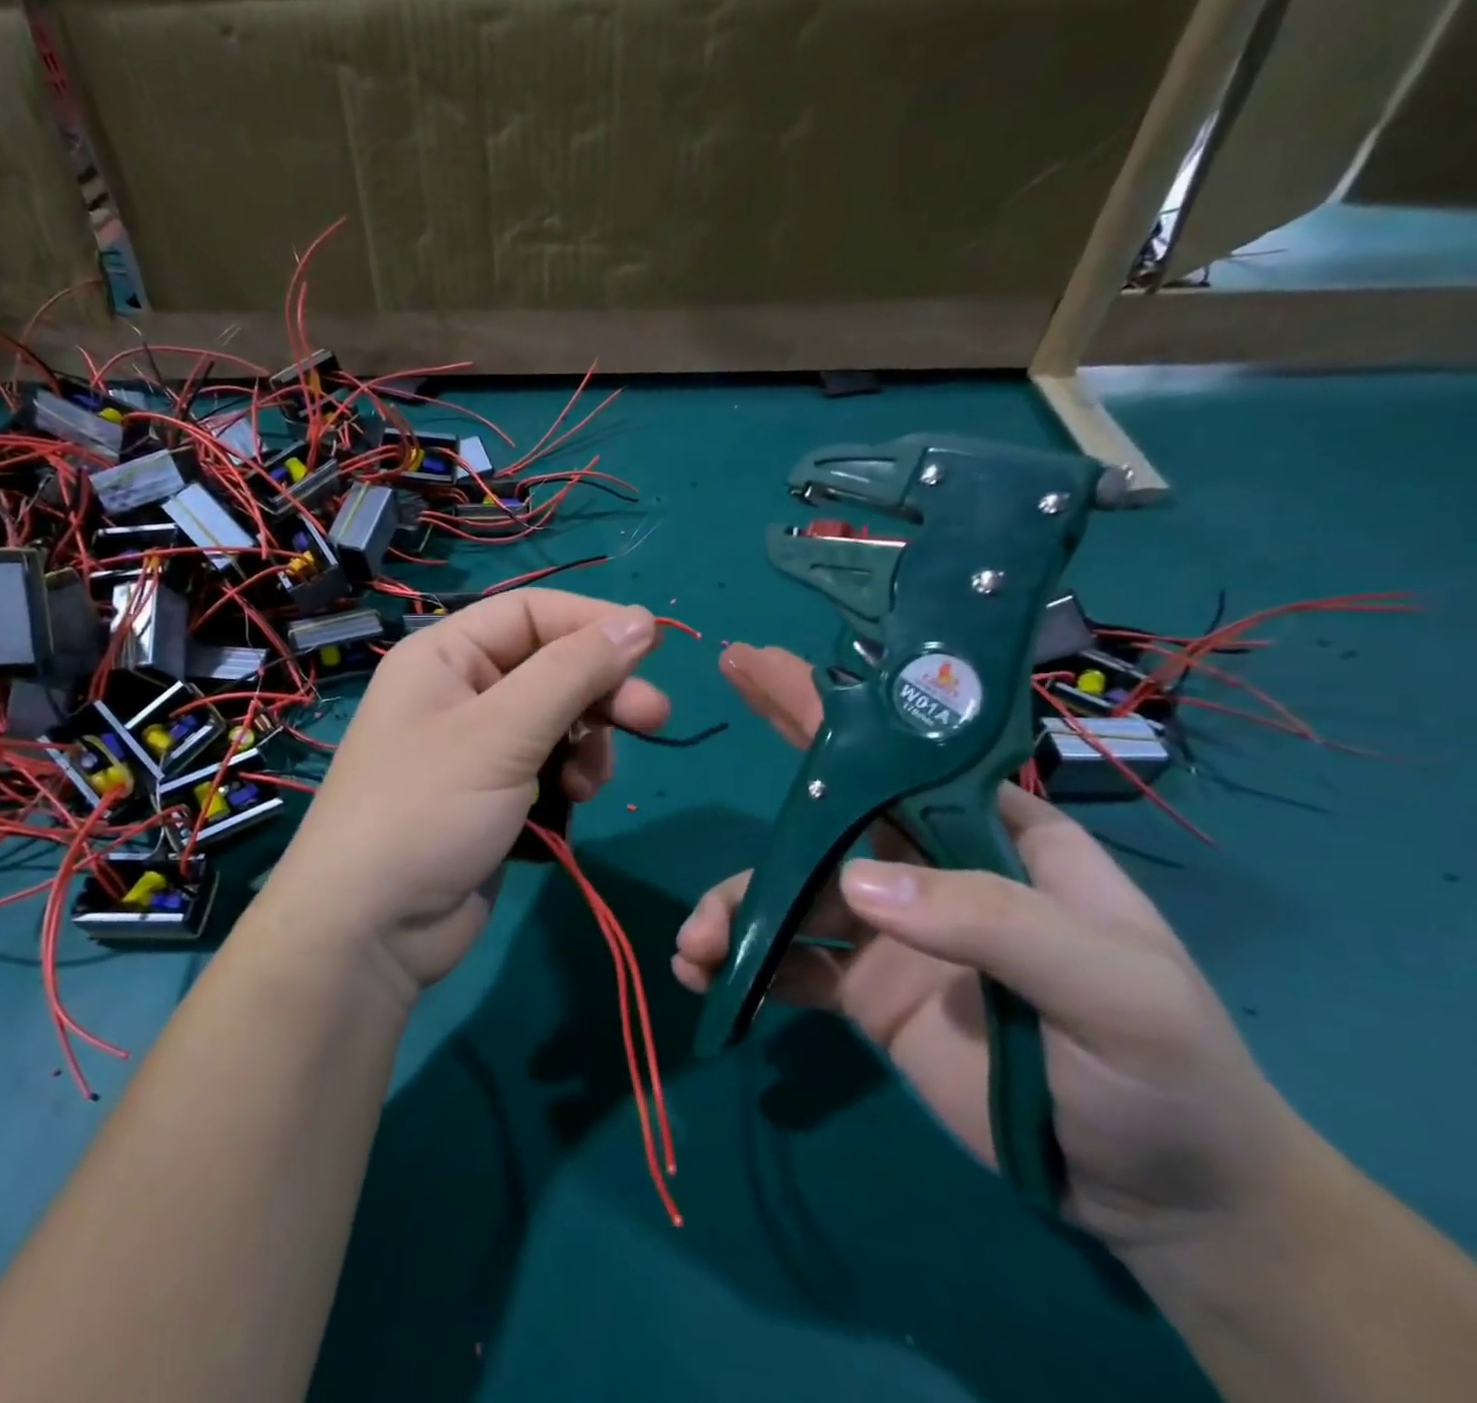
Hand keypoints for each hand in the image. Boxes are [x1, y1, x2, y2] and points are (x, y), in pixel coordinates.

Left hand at [265, 590, 669, 998]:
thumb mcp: (503, 732)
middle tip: (654, 717)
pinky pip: (547, 766)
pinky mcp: (493, 796)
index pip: (531, 613)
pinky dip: (568, 779)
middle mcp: (460, 692)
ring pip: (557, 721)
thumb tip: (640, 619)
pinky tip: (571, 804)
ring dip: (587, 744)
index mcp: (445, 656)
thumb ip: (574, 672)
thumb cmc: (427, 810)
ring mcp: (476, 748)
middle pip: (551, 667)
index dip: (593, 622)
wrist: (370, 931)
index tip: (653, 647)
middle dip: (602, 692)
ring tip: (587, 783)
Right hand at [674, 643, 1305, 1255]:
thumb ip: (991, 919)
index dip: (834, 708)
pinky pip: (785, 960)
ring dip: (733, 907)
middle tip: (709, 721)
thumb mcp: (1111, 986)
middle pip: (828, 807)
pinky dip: (742, 962)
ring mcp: (888, 929)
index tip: (768, 666)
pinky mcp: (860, 987)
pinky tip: (708, 978)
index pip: (902, 755)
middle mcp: (928, 867)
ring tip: (696, 946)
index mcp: (991, 835)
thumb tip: (854, 883)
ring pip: (788, 891)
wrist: (1159, 1195)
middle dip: (767, 770)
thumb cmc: (1164, 1070)